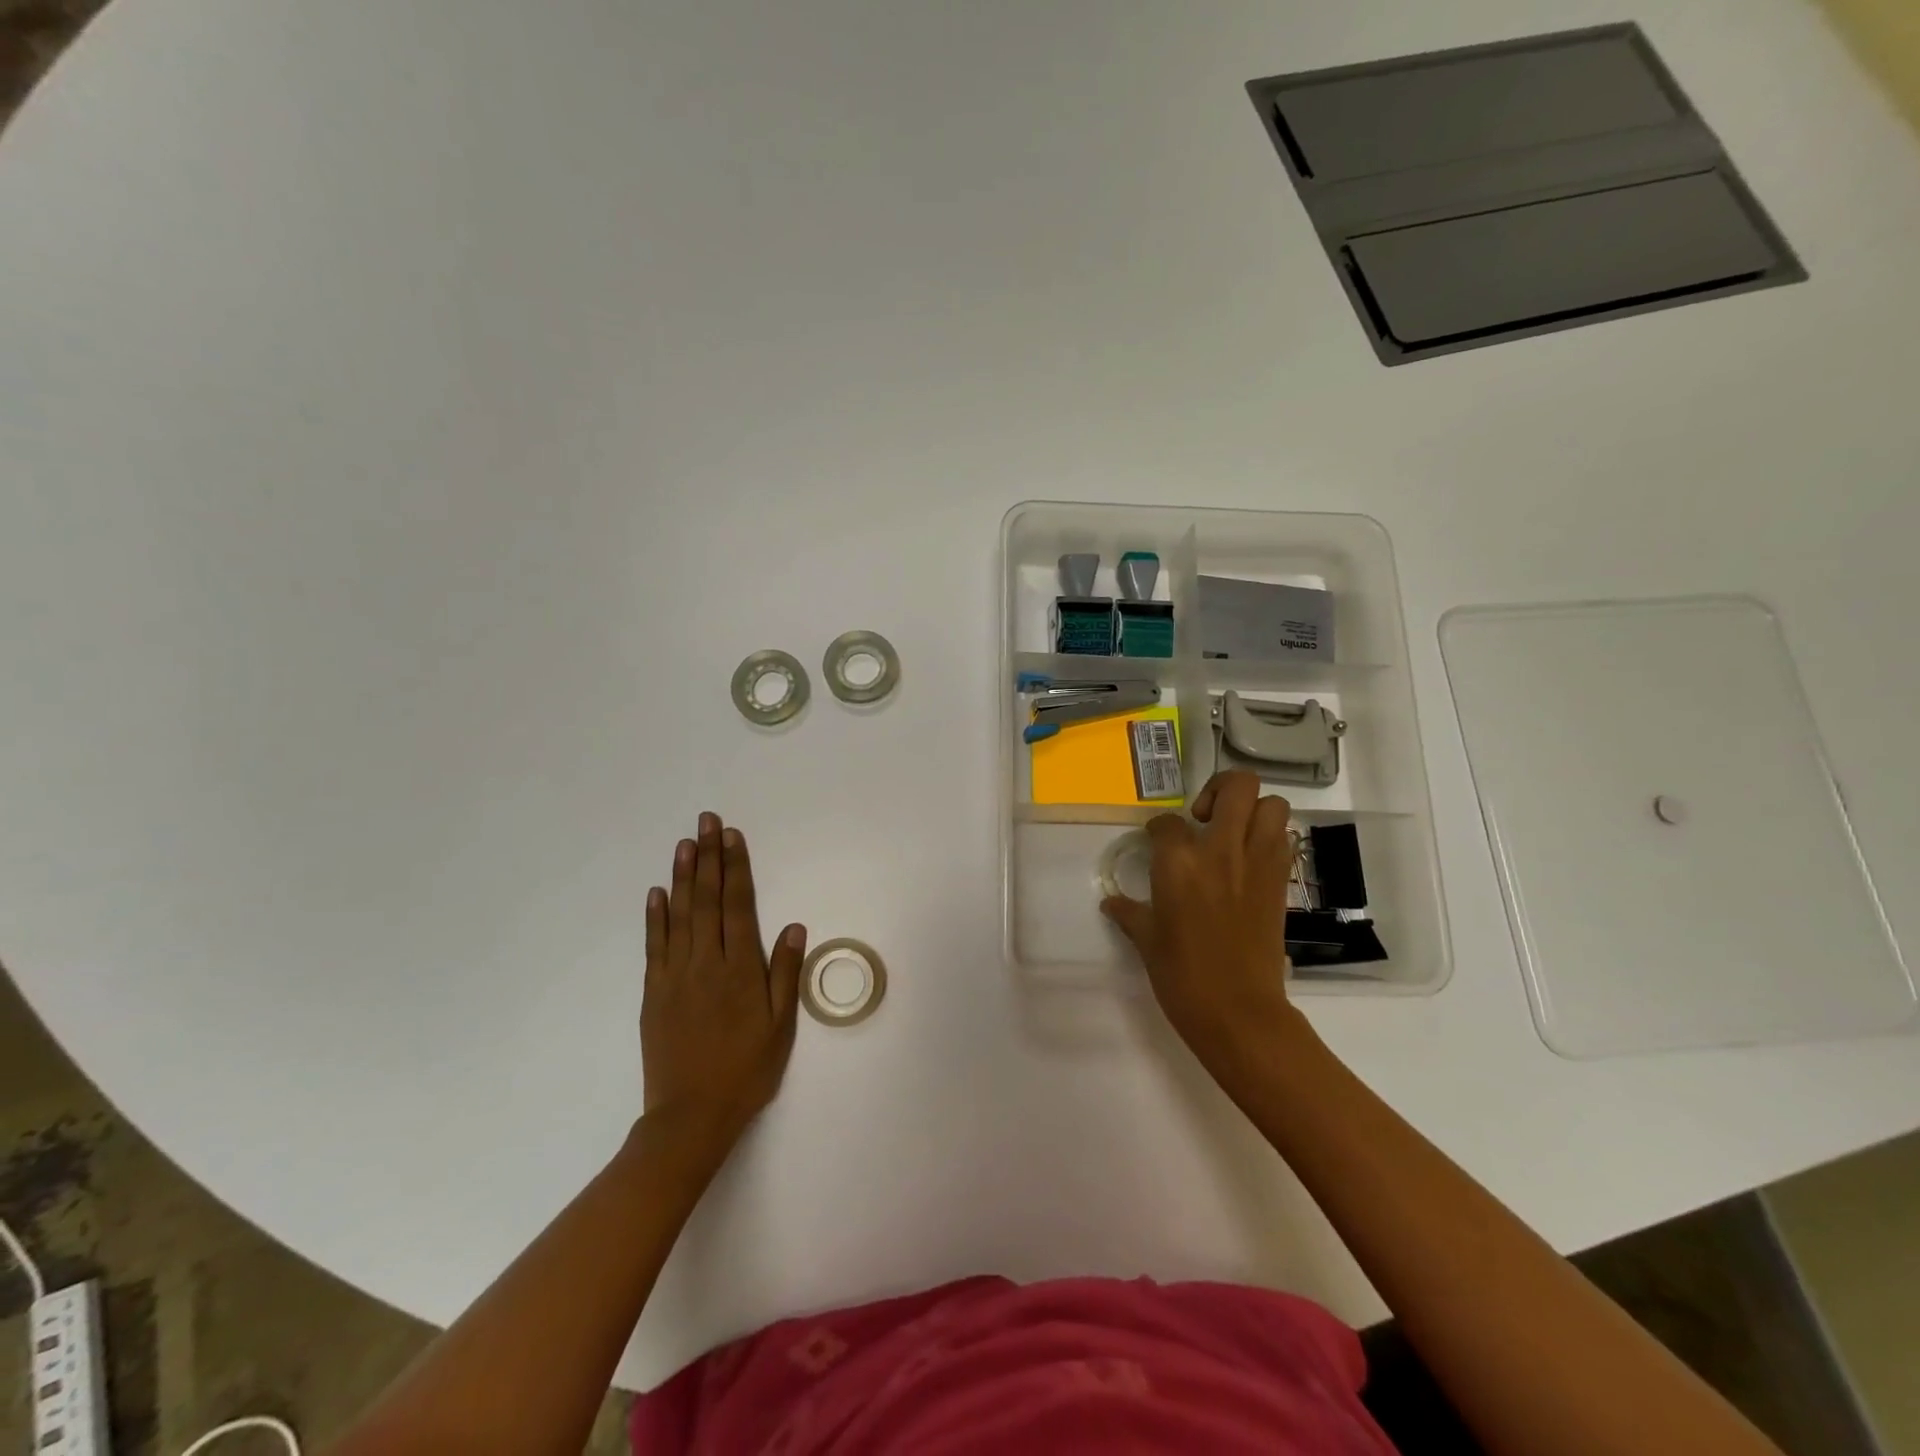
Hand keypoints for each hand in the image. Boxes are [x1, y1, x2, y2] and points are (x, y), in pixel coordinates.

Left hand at [641, 812, 806, 1151]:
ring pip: (679, 915)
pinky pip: (654, 945)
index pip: (739, 905)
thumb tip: (794, 927)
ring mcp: (675, 975)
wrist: (690, 1116)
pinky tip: (657, 893)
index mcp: (740, 969)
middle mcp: (706, 962)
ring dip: (683, 876)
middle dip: (708, 858)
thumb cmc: (746, 1070)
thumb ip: (786, 974)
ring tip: (684, 844)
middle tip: (706, 822)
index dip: (735, 868)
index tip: (731, 836)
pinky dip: (655, 916)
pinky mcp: (653, 992)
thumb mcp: (780, 1027)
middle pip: (708, 900)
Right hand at [1101, 772, 1310, 1095]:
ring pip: (1272, 804)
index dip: (1159, 828)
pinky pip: (1283, 838)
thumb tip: (1112, 902)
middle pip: (1235, 787)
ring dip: (1253, 808)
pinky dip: (1270, 836)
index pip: (1166, 821)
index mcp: (1179, 863)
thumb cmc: (1182, 976)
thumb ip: (1130, 912)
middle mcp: (1221, 850)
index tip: (1156, 841)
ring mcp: (1258, 863)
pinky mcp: (1281, 881)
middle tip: (1204, 816)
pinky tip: (1248, 858)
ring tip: (1232, 832)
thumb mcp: (1147, 940)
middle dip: (1218, 789)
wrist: (1239, 1012)